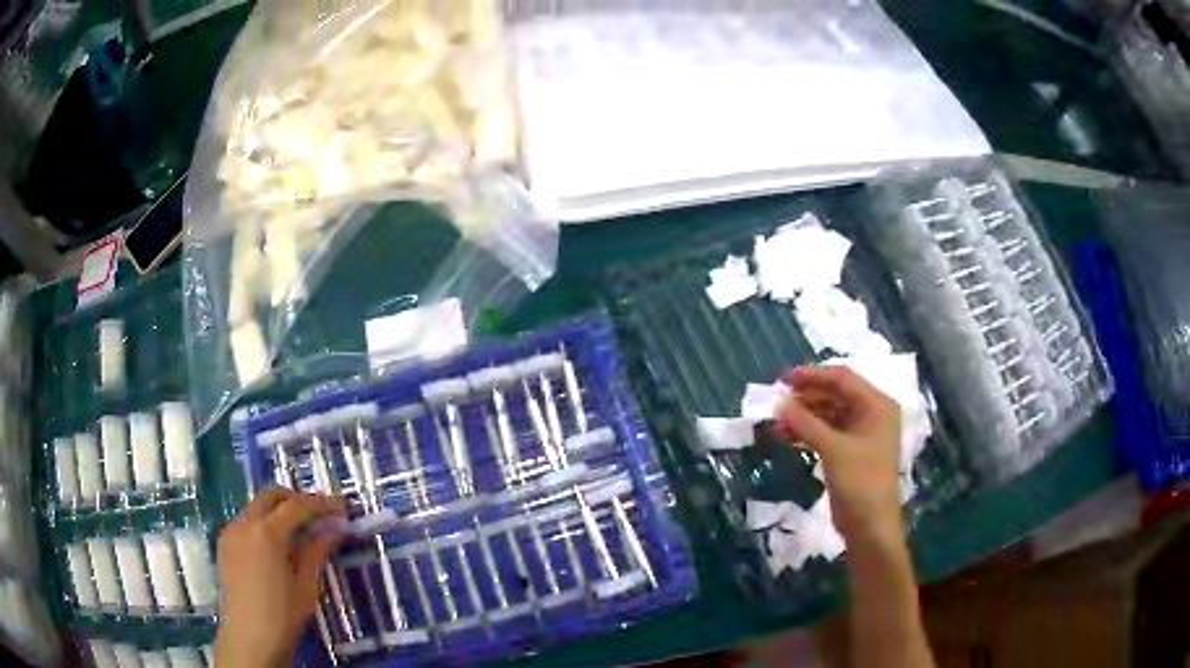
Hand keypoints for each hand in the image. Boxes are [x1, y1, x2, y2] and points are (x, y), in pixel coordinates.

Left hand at [214, 488, 346, 667]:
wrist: (249, 637)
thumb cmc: (283, 614)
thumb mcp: (306, 585)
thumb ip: (317, 551)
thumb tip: (335, 528)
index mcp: (267, 533)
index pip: (297, 506)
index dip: (321, 504)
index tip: (341, 507)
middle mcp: (244, 524)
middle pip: (270, 497)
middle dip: (295, 499)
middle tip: (317, 513)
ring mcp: (230, 532)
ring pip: (255, 508)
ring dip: (277, 511)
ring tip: (298, 531)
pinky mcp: (223, 544)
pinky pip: (245, 523)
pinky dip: (262, 524)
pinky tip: (275, 546)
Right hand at [774, 365, 902, 541]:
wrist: (870, 526)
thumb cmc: (860, 481)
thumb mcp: (833, 449)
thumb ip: (805, 423)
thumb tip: (778, 402)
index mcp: (877, 405)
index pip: (843, 378)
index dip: (813, 376)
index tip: (784, 379)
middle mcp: (871, 414)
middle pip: (835, 395)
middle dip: (806, 397)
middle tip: (777, 400)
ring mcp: (860, 434)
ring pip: (828, 414)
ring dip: (803, 416)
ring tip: (777, 421)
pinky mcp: (849, 452)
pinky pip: (826, 433)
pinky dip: (807, 433)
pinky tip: (785, 436)